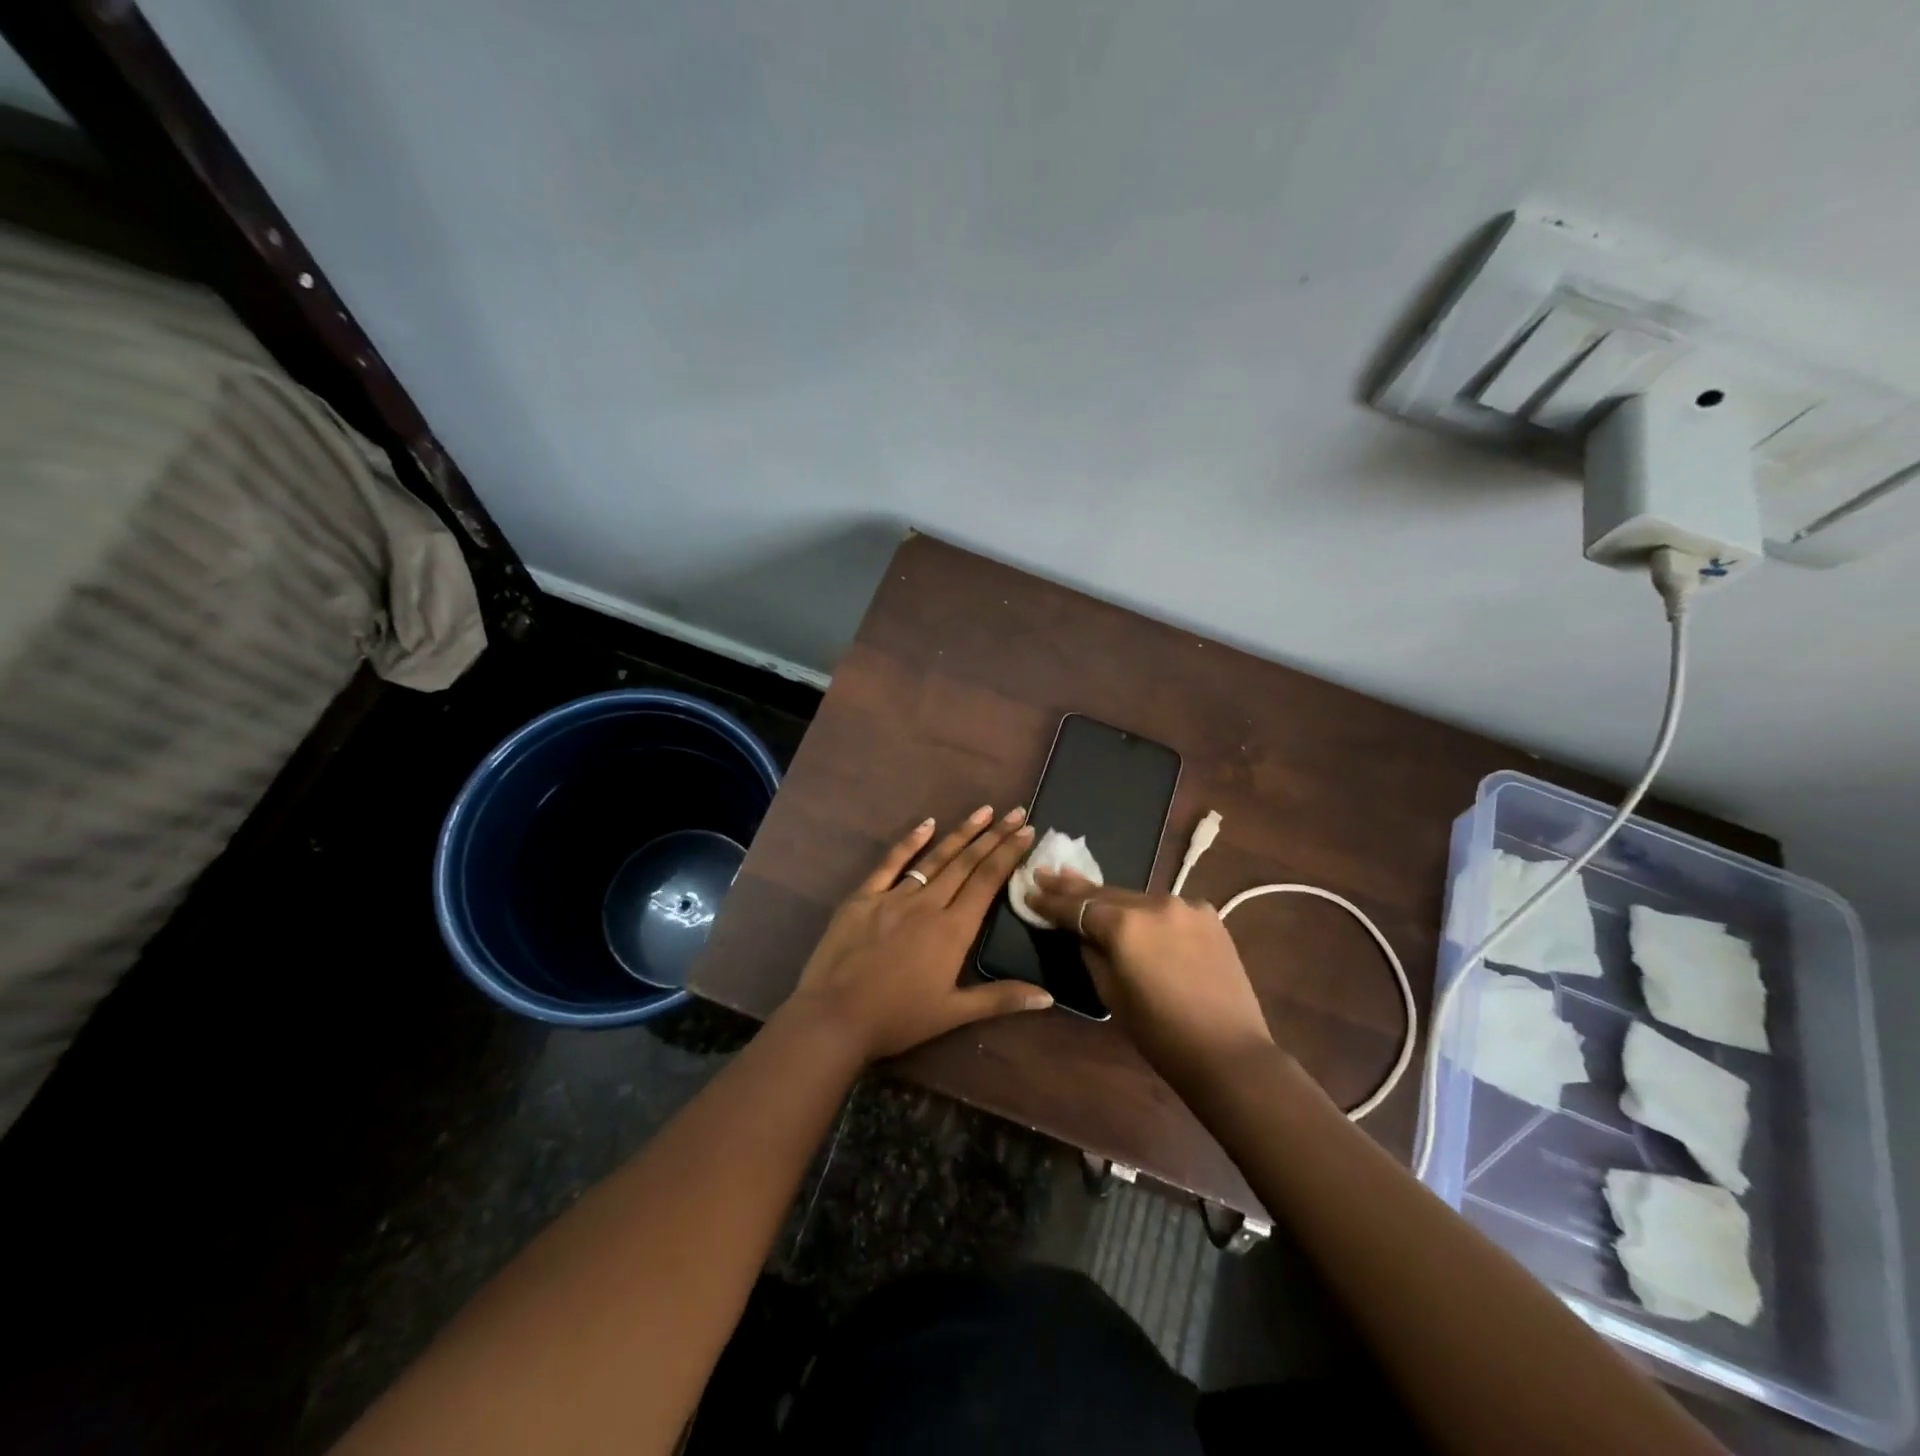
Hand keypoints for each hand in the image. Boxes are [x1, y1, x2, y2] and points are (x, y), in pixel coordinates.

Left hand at [783, 806, 1051, 1062]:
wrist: (834, 1017)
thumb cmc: (897, 1018)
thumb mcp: (953, 1014)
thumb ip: (1000, 998)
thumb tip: (1048, 996)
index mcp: (953, 930)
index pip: (988, 882)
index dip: (1008, 854)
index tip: (1027, 831)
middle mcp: (928, 904)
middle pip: (966, 863)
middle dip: (993, 835)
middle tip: (1016, 812)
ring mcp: (894, 896)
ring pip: (935, 858)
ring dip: (961, 833)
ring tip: (983, 811)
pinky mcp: (863, 897)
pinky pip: (891, 863)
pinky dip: (910, 842)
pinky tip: (927, 823)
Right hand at [1027, 870, 1272, 1088]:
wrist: (1228, 1052)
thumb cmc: (1160, 1034)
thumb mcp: (1111, 994)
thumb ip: (1091, 953)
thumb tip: (1082, 932)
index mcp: (1125, 925)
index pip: (1078, 907)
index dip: (1051, 901)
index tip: (1030, 889)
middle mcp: (1154, 903)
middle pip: (1106, 893)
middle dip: (1074, 887)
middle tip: (1047, 873)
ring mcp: (1185, 905)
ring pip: (1137, 898)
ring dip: (1111, 898)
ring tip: (1083, 888)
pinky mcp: (1208, 914)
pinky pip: (1166, 908)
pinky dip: (1147, 912)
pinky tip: (1134, 914)